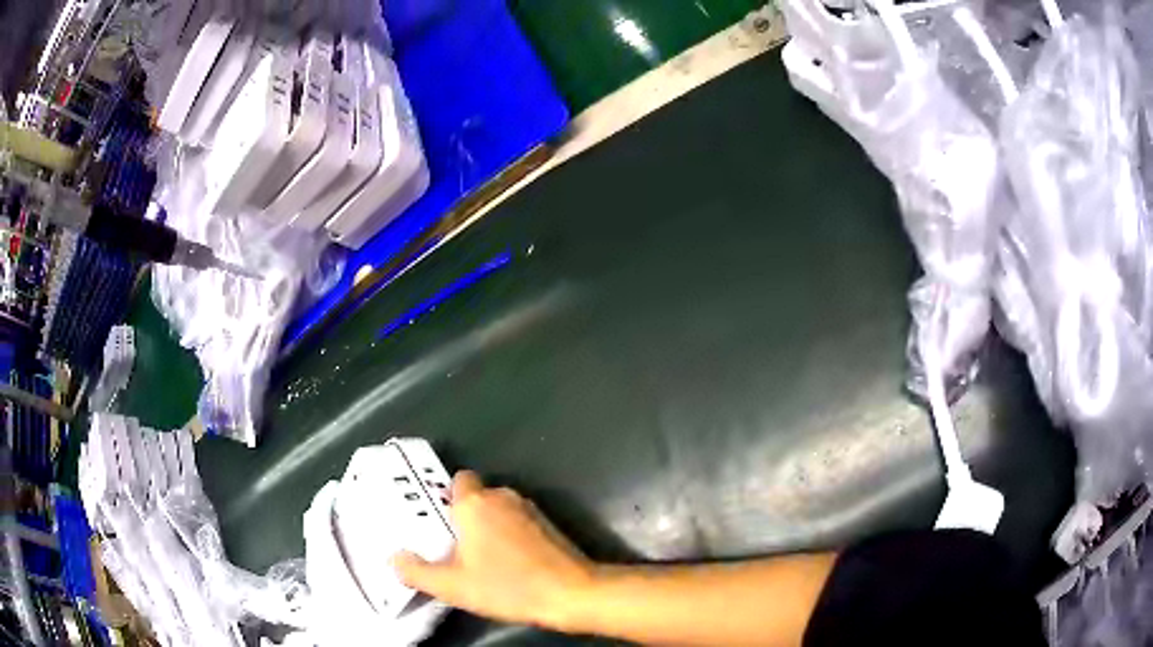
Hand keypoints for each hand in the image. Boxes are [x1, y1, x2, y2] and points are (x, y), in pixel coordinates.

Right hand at [392, 471, 594, 629]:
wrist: (571, 593)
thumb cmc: (507, 586)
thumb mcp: (452, 586)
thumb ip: (417, 572)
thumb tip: (395, 559)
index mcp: (475, 503)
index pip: (457, 481)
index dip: (446, 500)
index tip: (440, 525)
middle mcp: (503, 496)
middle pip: (476, 498)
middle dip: (465, 518)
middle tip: (454, 549)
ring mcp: (530, 509)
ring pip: (499, 511)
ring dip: (490, 528)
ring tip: (481, 561)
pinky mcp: (550, 524)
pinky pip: (519, 523)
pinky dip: (511, 537)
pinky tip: (510, 565)